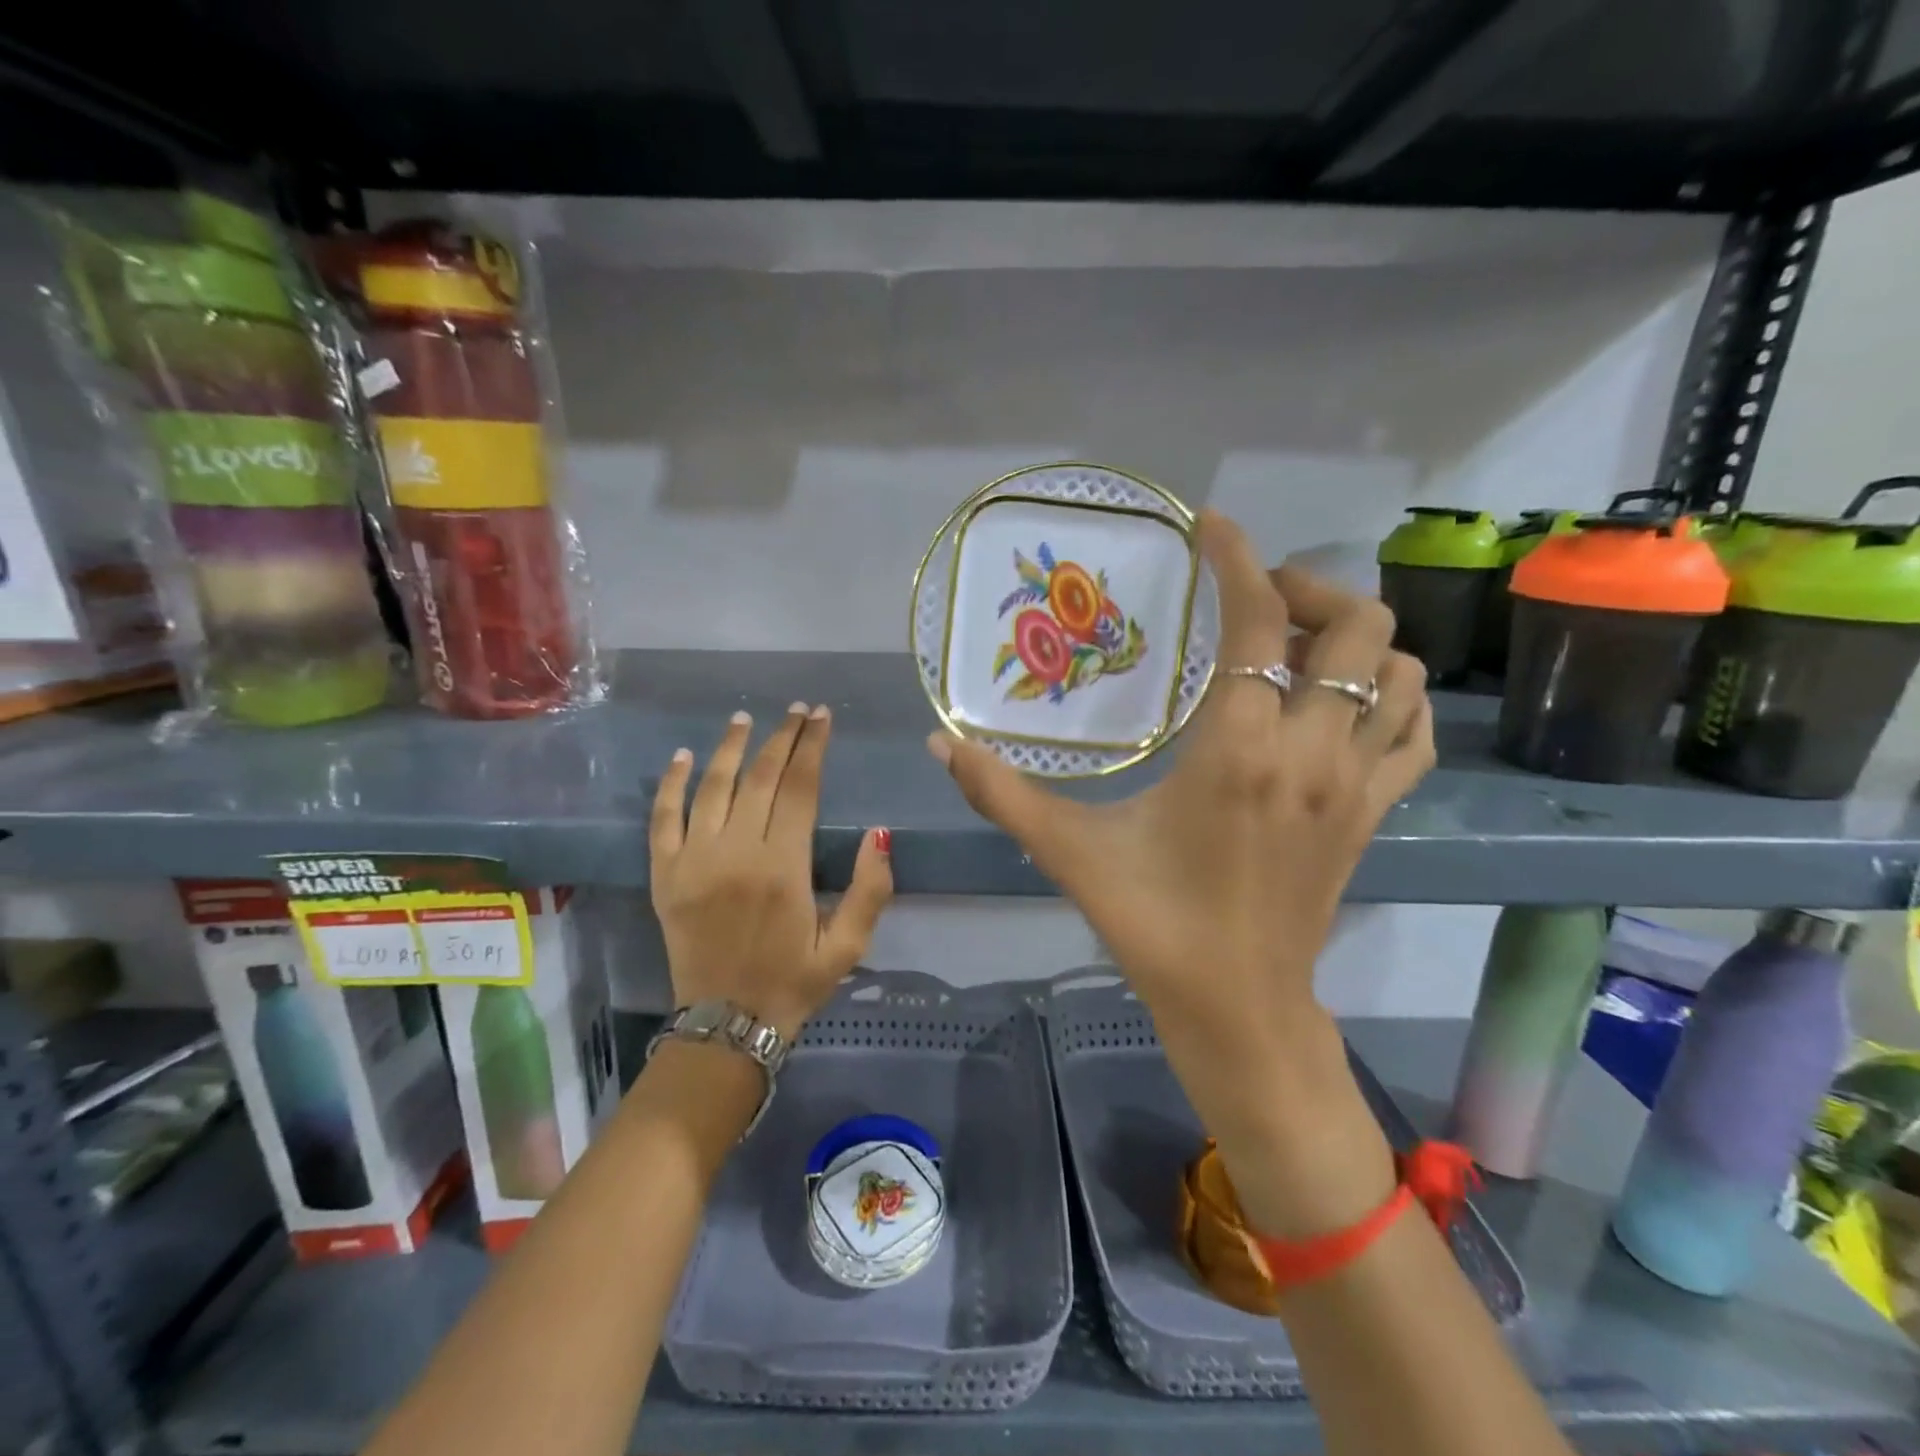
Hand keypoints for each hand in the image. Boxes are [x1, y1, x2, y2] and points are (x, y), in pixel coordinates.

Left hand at [651, 704, 892, 1038]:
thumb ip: (870, 889)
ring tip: (745, 718)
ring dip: (730, 748)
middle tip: (796, 710)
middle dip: (781, 738)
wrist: (726, 1024)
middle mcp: (736, 854)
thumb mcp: (849, 946)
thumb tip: (877, 832)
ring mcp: (694, 862)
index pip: (799, 789)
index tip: (821, 717)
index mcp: (783, 868)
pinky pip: (663, 819)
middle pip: (760, 779)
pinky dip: (671, 785)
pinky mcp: (665, 876)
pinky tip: (682, 756)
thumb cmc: (793, 982)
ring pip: (713, 788)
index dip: (812, 747)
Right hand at [930, 511, 1434, 1232]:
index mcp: (1237, 748)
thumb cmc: (1152, 923)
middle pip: (1356, 625)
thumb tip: (937, 742)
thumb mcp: (1068, 850)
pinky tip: (1343, 706)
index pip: (1260, 619)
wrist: (1237, 1007)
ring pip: (1400, 671)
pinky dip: (1392, 698)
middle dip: (1309, 591)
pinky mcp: (1377, 812)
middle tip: (1256, 603)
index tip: (1214, 525)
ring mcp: (1357, 782)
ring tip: (1298, 650)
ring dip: (1354, 641)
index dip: (1240, 557)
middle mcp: (1310, 750)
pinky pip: (1415, 730)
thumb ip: (998, 791)